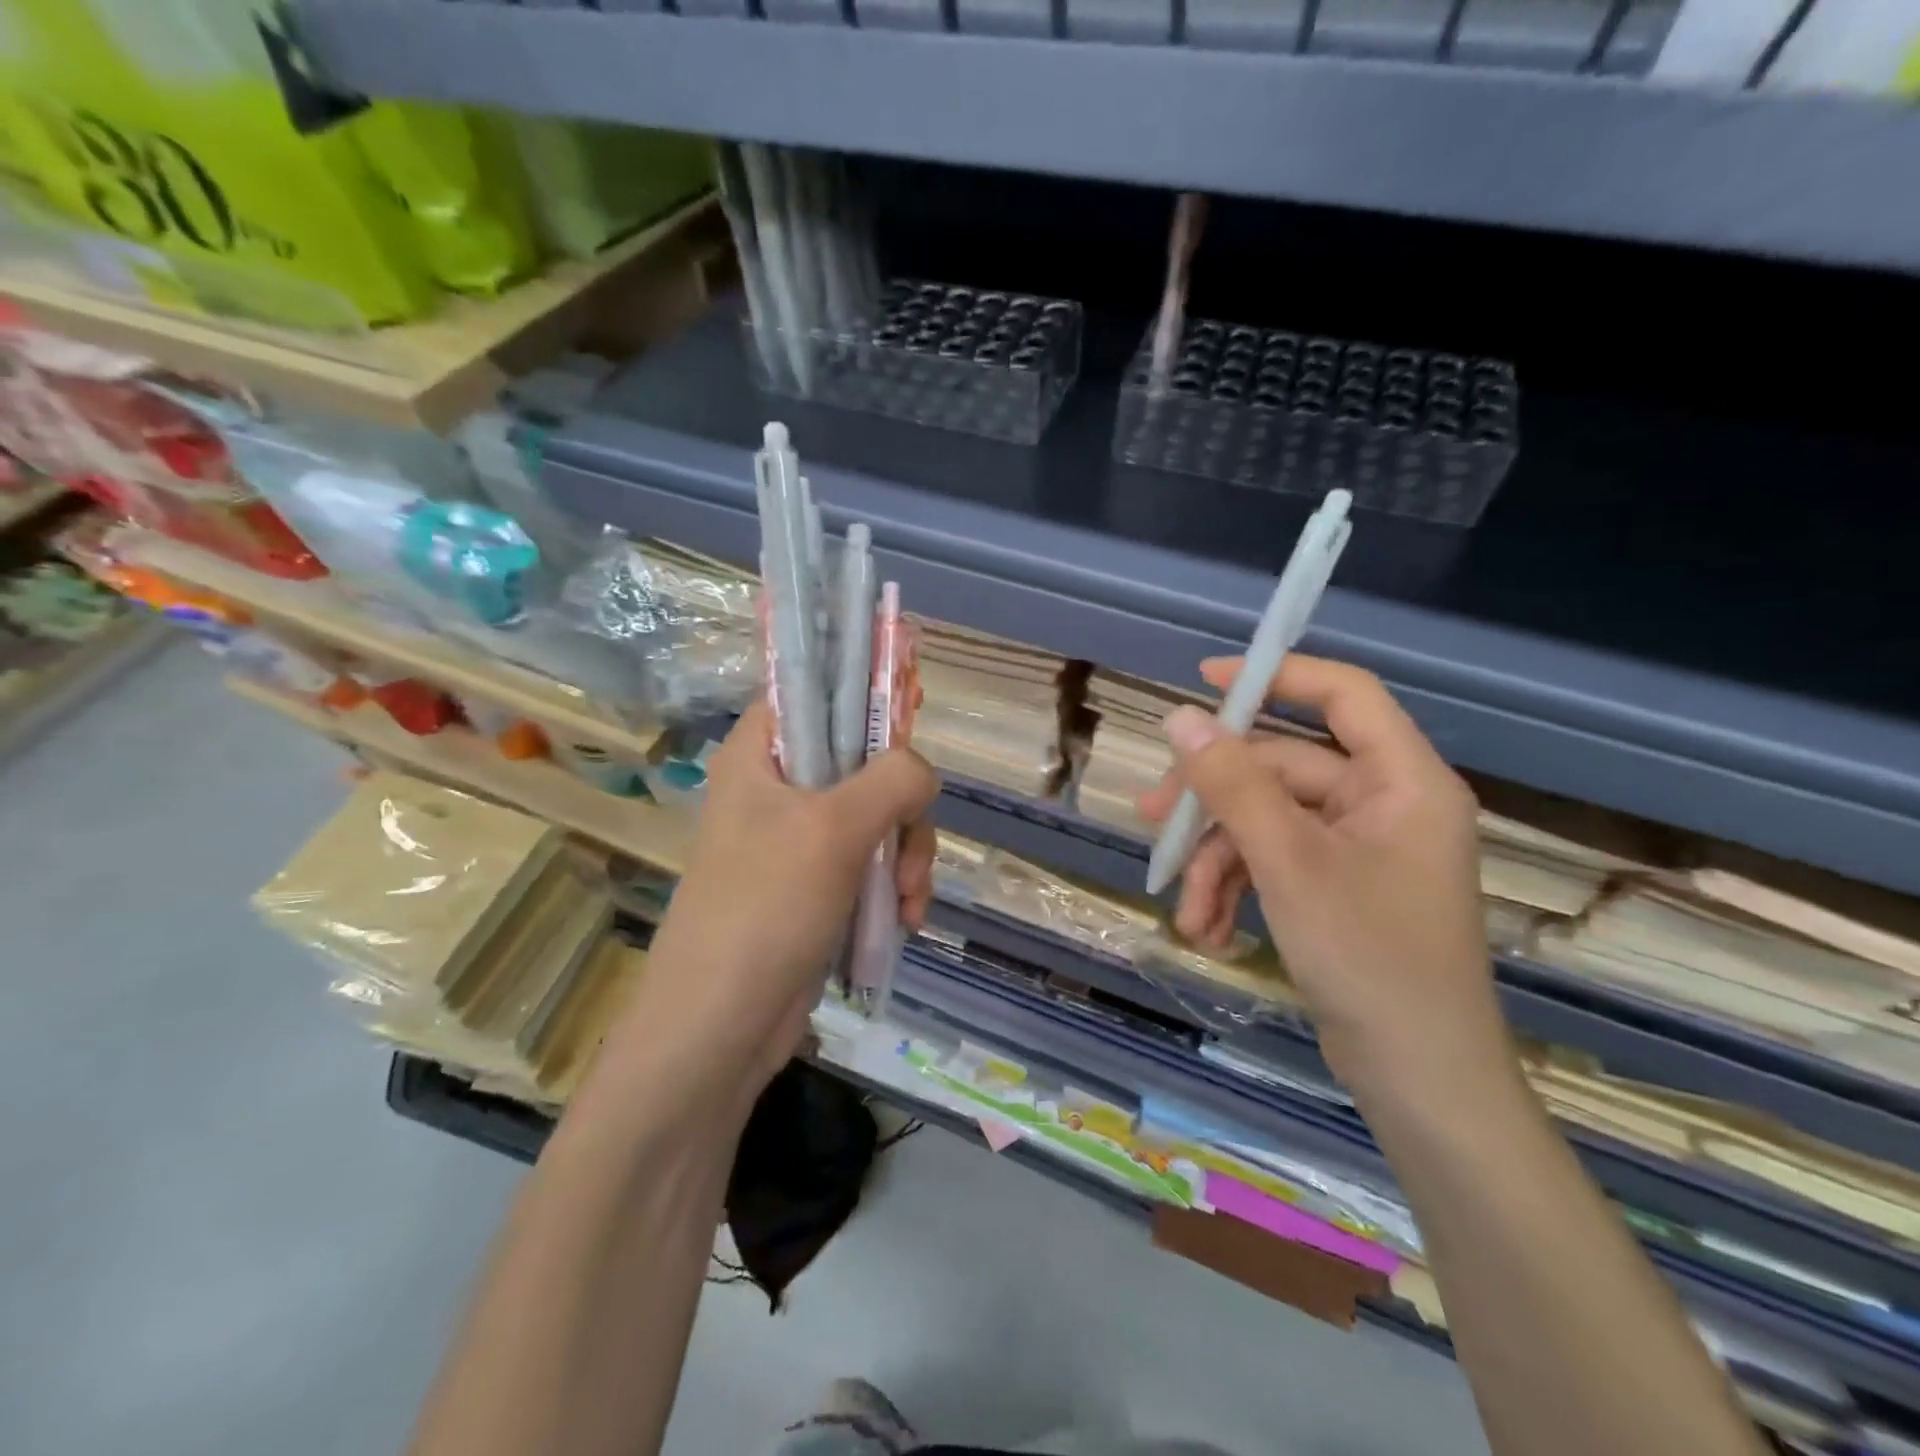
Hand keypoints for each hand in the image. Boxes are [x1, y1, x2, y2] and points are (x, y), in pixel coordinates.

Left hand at [600, 703, 938, 1118]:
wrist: (720, 1028)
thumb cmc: (765, 908)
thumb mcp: (835, 829)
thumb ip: (892, 779)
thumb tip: (920, 772)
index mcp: (760, 753)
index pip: (816, 692)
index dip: (866, 694)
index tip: (912, 709)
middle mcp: (777, 787)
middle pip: (864, 761)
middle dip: (902, 808)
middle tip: (911, 846)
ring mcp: (798, 840)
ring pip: (878, 817)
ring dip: (906, 857)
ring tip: (909, 902)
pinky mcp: (816, 885)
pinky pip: (872, 864)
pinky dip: (895, 887)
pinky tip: (905, 921)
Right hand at [1138, 654, 1510, 1102]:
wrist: (1420, 1083)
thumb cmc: (1371, 959)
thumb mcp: (1289, 863)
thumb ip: (1234, 785)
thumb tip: (1181, 718)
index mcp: (1401, 781)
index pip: (1342, 694)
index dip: (1276, 675)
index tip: (1205, 681)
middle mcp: (1383, 804)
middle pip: (1281, 770)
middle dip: (1215, 804)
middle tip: (1152, 820)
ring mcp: (1359, 849)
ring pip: (1266, 822)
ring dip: (1218, 862)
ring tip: (1186, 911)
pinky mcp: (1337, 887)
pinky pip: (1275, 863)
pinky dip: (1237, 890)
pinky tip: (1209, 931)